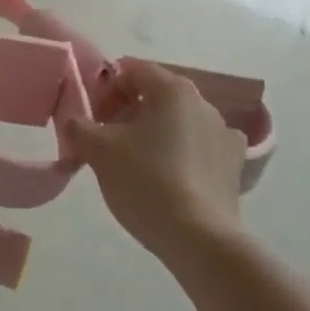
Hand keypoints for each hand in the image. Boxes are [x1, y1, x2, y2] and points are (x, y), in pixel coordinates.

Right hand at [64, 58, 246, 264]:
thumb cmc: (145, 181)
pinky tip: (171, 178)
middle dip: (127, 112)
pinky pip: (200, 148)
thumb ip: (79, 127)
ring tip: (136, 164)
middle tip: (107, 141)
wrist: (199, 239)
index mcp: (172, 89)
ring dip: (154, 133)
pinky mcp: (234, 166)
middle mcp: (203, 103)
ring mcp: (224, 134)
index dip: (106, 90)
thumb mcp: (98, 151)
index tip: (93, 119)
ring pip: (178, 122)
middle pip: (156, 95)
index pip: (131, 71)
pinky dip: (182, 154)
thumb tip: (75, 123)